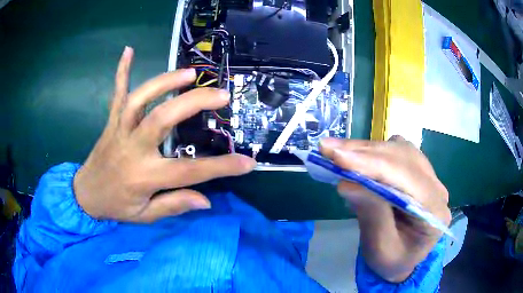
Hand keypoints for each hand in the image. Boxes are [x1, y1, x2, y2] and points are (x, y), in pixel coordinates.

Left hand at [73, 47, 255, 221]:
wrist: (85, 194)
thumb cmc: (116, 206)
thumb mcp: (145, 216)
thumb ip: (174, 205)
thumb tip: (206, 199)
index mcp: (144, 176)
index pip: (189, 172)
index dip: (221, 167)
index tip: (247, 162)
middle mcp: (132, 148)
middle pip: (162, 119)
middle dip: (193, 104)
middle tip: (220, 95)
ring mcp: (119, 130)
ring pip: (140, 99)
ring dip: (164, 82)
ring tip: (189, 73)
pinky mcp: (111, 121)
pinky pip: (117, 93)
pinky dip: (122, 71)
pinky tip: (129, 50)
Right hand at [320, 135, 450, 282]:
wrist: (402, 260)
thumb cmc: (391, 261)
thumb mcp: (379, 249)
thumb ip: (370, 215)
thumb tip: (347, 182)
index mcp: (435, 212)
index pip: (407, 179)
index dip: (373, 165)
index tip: (337, 158)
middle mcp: (436, 188)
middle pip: (403, 158)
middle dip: (364, 152)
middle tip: (327, 149)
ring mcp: (428, 176)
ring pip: (399, 150)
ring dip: (366, 149)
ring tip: (335, 150)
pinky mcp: (416, 171)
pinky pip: (395, 152)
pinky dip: (371, 151)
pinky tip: (354, 155)